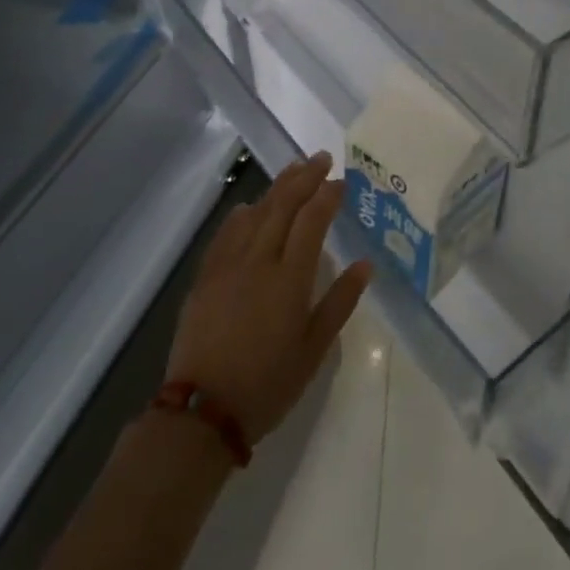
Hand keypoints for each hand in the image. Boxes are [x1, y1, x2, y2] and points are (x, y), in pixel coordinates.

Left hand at [166, 152, 373, 443]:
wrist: (203, 411)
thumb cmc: (268, 383)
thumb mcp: (314, 348)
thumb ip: (340, 301)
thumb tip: (366, 264)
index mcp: (290, 278)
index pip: (312, 220)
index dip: (328, 195)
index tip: (342, 181)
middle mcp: (259, 261)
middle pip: (283, 206)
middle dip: (304, 177)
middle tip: (321, 158)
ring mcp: (228, 266)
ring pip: (255, 213)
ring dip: (276, 187)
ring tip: (293, 170)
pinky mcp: (206, 277)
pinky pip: (226, 234)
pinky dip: (242, 214)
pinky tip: (250, 207)